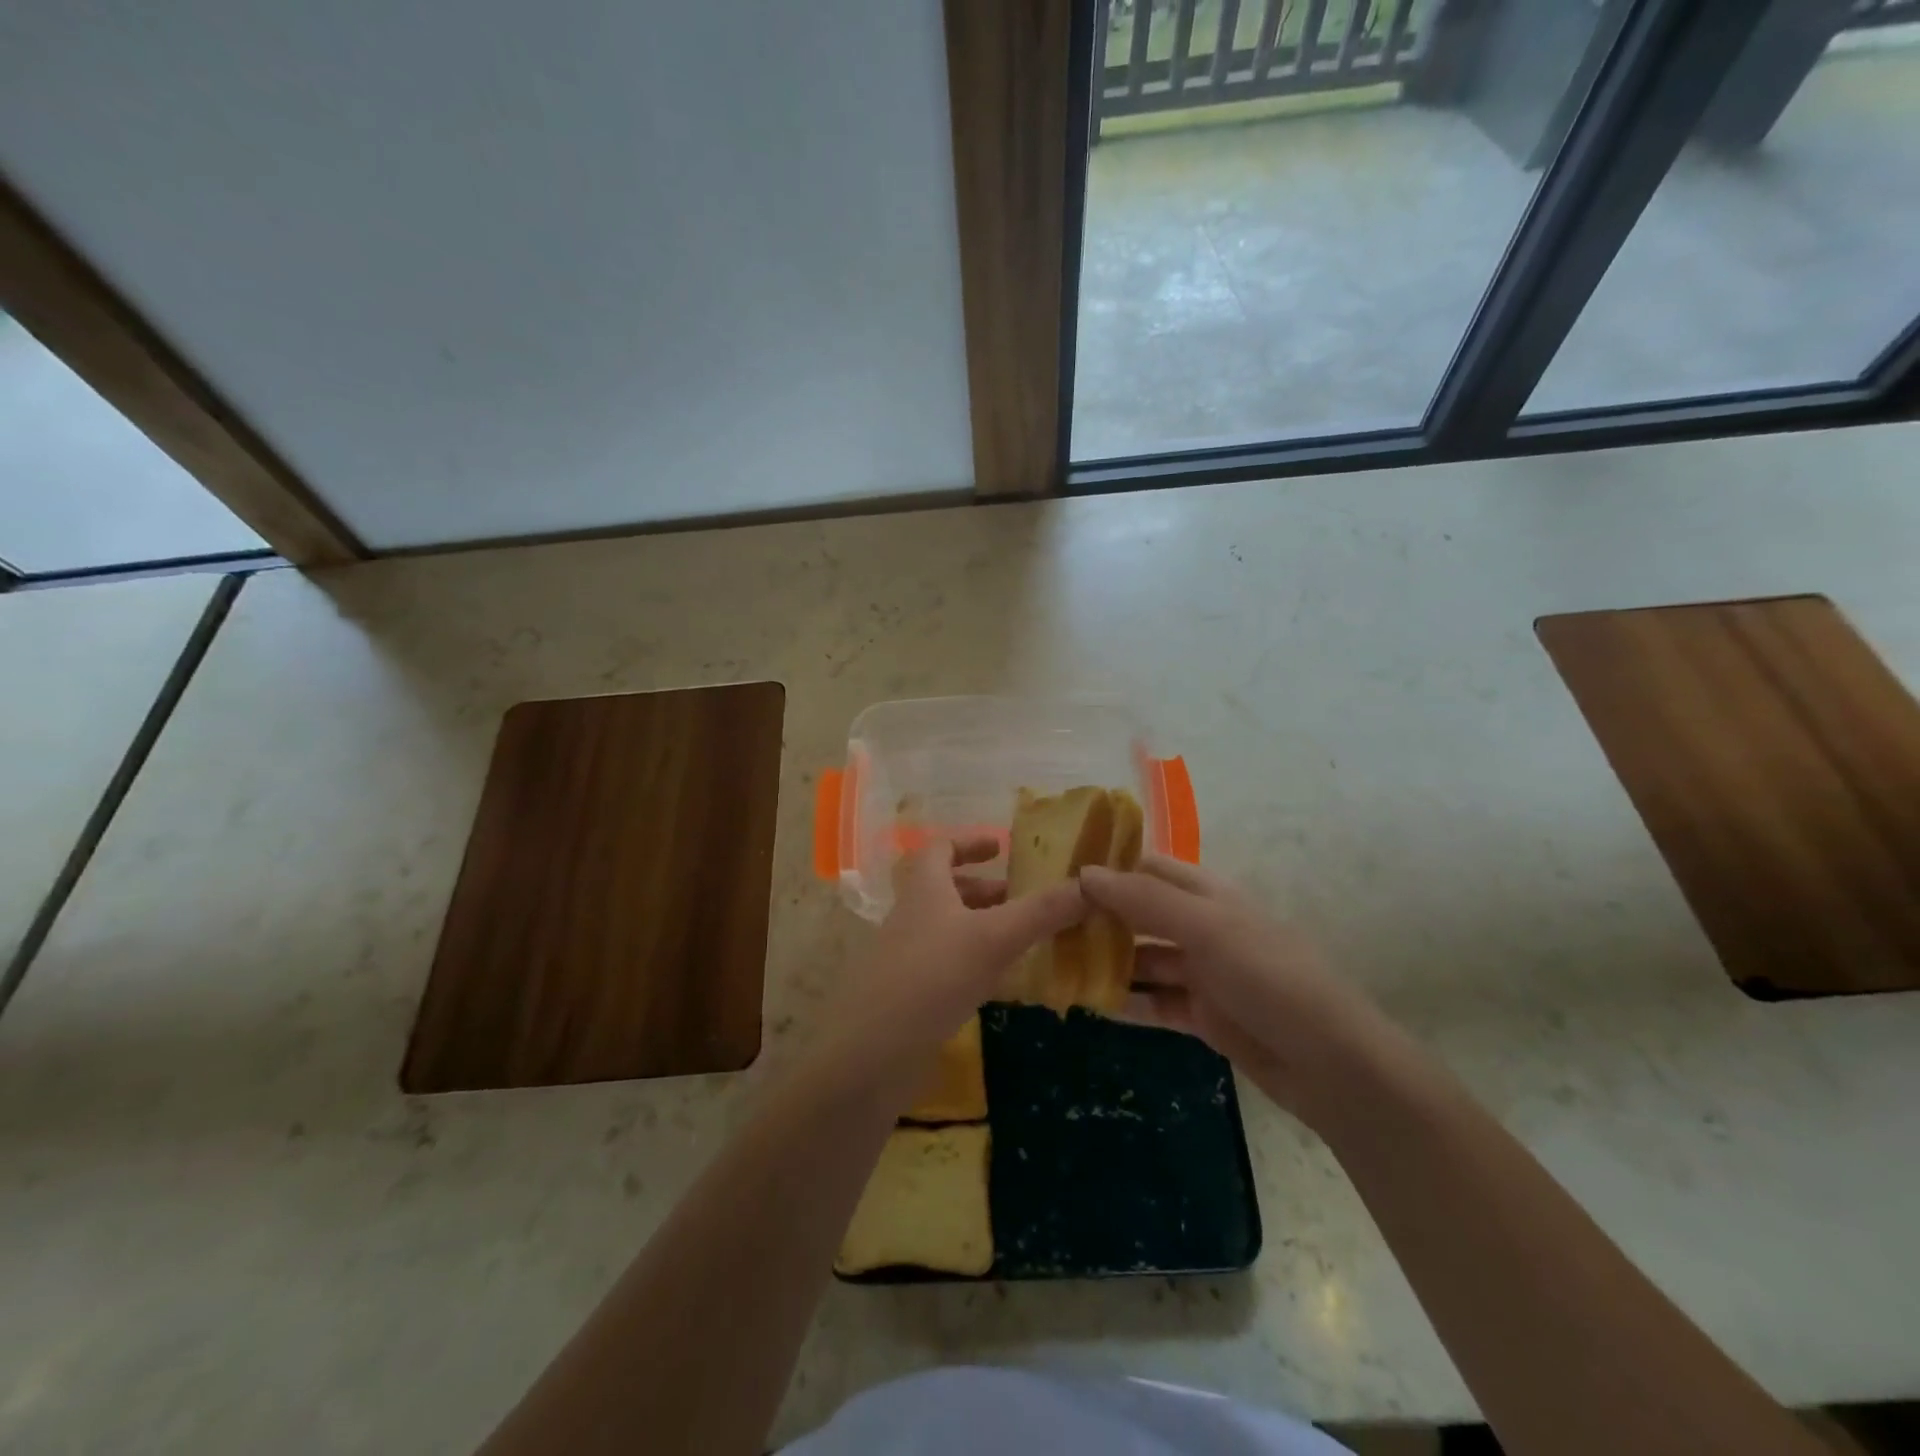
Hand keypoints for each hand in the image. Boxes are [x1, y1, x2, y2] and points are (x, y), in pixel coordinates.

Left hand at [812, 836, 1085, 1094]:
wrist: (871, 1054)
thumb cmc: (932, 977)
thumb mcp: (993, 939)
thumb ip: (1041, 912)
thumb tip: (1090, 884)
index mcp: (923, 889)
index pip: (940, 848)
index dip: (969, 842)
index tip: (1001, 848)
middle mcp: (910, 916)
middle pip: (944, 888)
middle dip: (984, 889)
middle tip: (1021, 898)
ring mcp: (904, 957)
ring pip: (945, 927)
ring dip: (979, 925)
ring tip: (1019, 939)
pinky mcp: (907, 994)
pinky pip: (944, 964)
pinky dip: (971, 961)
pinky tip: (997, 982)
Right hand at [1081, 855, 1388, 1123]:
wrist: (1332, 1064)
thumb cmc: (1269, 977)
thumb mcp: (1207, 929)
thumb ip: (1145, 900)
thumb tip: (1085, 872)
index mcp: (1208, 894)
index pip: (1148, 867)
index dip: (1108, 867)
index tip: (1057, 874)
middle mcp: (1203, 927)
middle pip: (1141, 914)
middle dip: (1099, 917)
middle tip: (1044, 925)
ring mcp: (1203, 973)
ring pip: (1144, 960)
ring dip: (1108, 961)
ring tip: (1056, 965)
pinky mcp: (1204, 1016)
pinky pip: (1155, 1002)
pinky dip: (1126, 1001)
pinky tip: (1090, 1003)